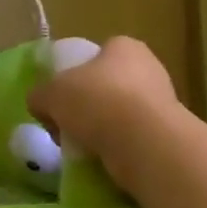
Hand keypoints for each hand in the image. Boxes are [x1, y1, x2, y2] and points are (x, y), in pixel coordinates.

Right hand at [29, 36, 192, 196]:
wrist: (145, 144)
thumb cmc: (98, 101)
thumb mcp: (52, 93)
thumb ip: (40, 95)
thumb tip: (39, 104)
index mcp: (124, 46)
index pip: (96, 56)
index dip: (75, 75)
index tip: (61, 100)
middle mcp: (149, 68)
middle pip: (108, 86)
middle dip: (88, 107)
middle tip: (68, 127)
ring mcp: (164, 103)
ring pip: (121, 115)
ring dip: (103, 131)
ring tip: (84, 149)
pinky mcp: (168, 135)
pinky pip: (134, 140)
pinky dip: (118, 149)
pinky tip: (105, 161)